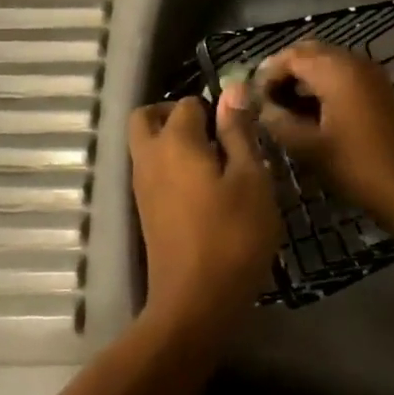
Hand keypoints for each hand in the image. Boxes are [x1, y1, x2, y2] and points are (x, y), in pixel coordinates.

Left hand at [128, 89, 281, 334]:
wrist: (195, 305)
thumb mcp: (251, 179)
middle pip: (147, 117)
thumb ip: (238, 132)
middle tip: (213, 133)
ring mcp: (142, 187)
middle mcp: (149, 157)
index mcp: (175, 141)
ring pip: (146, 145)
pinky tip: (204, 189)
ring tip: (216, 163)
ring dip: (173, 142)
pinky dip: (170, 167)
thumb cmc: (232, 236)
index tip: (240, 128)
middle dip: (175, 114)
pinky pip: (152, 171)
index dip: (215, 108)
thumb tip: (232, 89)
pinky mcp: (145, 212)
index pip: (188, 103)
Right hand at [253, 42, 393, 229]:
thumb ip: (277, 120)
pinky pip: (342, 73)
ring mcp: (369, 72)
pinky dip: (321, 83)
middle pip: (309, 52)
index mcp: (335, 70)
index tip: (250, 96)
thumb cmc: (356, 166)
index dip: (266, 73)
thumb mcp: (308, 146)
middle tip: (264, 99)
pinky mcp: (377, 87)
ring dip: (302, 77)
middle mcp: (353, 60)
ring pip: (326, 61)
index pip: (290, 56)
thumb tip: (258, 106)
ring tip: (281, 107)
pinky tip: (308, 111)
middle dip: (284, 71)